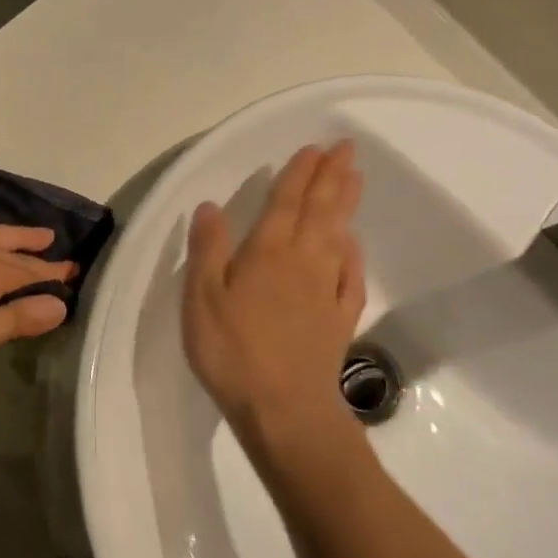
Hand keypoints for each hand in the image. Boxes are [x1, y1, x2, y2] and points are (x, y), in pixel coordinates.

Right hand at [182, 142, 365, 451]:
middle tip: (346, 149)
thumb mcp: (201, 298)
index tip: (314, 148)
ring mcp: (326, 291)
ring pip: (339, 236)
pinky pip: (350, 276)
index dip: (299, 173)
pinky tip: (353, 245)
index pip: (285, 202)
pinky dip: (353, 254)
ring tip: (356, 178)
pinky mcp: (339, 320)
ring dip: (346, 204)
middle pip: (320, 211)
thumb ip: (207, 249)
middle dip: (332, 177)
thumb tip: (211, 206)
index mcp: (267, 252)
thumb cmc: (232, 351)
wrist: (284, 409)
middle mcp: (303, 262)